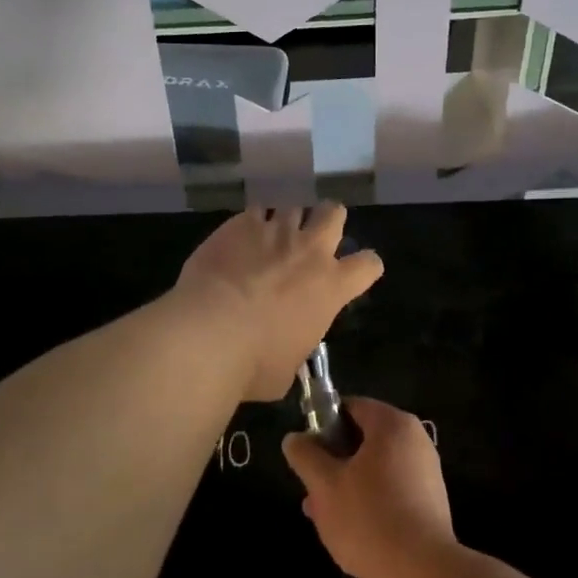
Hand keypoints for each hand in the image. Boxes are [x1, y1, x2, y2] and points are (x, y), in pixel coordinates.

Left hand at [175, 204, 383, 401]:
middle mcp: (309, 251)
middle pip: (334, 213)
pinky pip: (254, 212)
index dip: (365, 267)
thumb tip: (286, 349)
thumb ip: (296, 347)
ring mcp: (275, 232)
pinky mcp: (240, 224)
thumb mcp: (288, 369)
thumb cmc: (254, 363)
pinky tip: (238, 239)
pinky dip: (250, 224)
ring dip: (286, 222)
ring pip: (293, 208)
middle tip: (314, 236)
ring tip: (271, 237)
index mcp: (331, 287)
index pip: (368, 265)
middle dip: (328, 220)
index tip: (356, 273)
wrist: (209, 332)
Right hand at [283, 397, 454, 577]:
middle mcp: (415, 442)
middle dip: (333, 461)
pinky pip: (390, 494)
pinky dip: (368, 504)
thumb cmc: (368, 517)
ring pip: (374, 470)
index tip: (306, 450)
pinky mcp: (428, 507)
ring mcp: (425, 475)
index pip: (352, 407)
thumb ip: (305, 456)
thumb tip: (294, 439)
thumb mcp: (324, 484)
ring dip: (346, 486)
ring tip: (320, 515)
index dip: (324, 423)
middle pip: (364, 440)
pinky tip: (346, 532)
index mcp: (393, 425)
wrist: (419, 575)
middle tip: (310, 487)